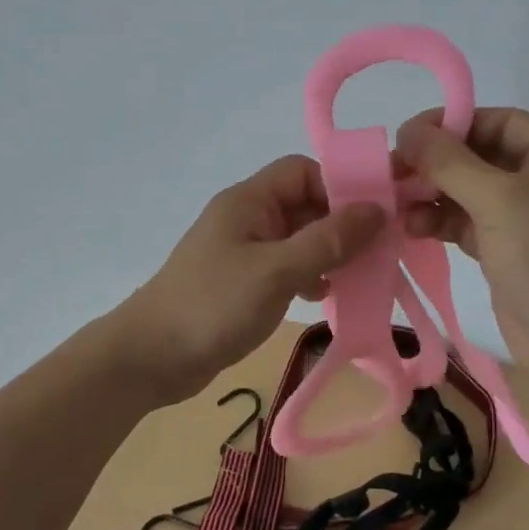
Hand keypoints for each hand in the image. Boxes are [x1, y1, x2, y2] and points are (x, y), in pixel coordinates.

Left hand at [118, 155, 384, 405]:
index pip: (302, 172)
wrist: (150, 358)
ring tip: (358, 275)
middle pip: (303, 204)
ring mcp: (244, 250)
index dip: (338, 187)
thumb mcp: (277, 270)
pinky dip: (308, 275)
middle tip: (378, 250)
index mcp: (249, 201)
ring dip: (328, 252)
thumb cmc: (214, 304)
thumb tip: (376, 210)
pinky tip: (324, 296)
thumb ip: (328, 240)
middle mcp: (247, 218)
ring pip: (298, 237)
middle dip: (340, 224)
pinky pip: (286, 266)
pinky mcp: (243, 281)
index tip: (373, 216)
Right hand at [396, 107, 528, 380]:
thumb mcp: (496, 199)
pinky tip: (414, 228)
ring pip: (472, 191)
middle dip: (436, 164)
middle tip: (392, 172)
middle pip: (481, 155)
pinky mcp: (513, 249)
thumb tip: (408, 130)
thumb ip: (448, 161)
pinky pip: (472, 222)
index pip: (499, 121)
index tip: (408, 136)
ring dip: (433, 195)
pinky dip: (443, 221)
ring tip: (397, 206)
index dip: (452, 124)